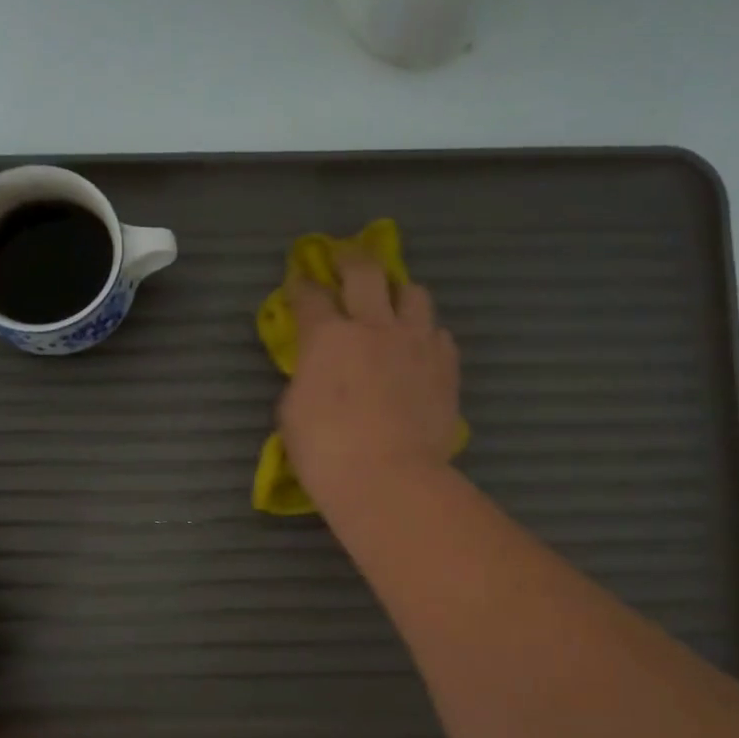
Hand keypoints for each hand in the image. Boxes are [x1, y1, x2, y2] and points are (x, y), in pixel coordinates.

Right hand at [278, 250, 461, 517]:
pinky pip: (440, 334)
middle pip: (365, 272)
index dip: (302, 286)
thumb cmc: (327, 453)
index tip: (300, 283)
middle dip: (351, 258)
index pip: (310, 296)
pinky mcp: (446, 365)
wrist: (389, 479)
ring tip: (394, 303)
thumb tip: (315, 372)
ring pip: (414, 293)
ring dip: (399, 292)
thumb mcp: (292, 415)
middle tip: (346, 258)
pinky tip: (420, 349)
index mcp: (327, 337)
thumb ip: (304, 380)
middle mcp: (374, 326)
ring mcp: (416, 342)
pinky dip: (426, 335)